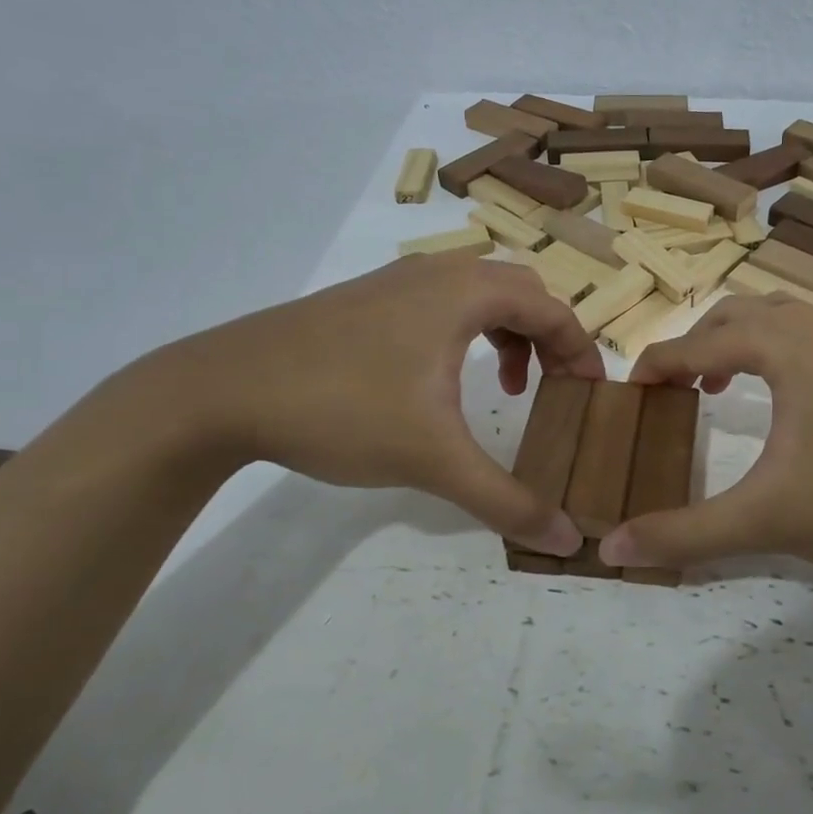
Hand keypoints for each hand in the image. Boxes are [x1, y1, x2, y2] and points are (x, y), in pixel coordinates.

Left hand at [135, 253, 604, 554]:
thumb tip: (568, 539)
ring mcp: (396, 282)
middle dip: (549, 339)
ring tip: (504, 387)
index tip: (591, 396)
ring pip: (479, 294)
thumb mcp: (432, 459)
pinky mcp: (365, 301)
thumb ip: (506, 499)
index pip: (553, 309)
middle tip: (555, 389)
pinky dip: (466, 334)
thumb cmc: (341, 408)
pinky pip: (441, 304)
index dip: (582, 351)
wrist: (221, 390)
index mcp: (465, 293)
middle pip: (521, 292)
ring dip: (507, 335)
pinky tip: (441, 382)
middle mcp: (437, 273)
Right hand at [601, 296, 812, 580]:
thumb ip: (686, 533)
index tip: (630, 389)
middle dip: (698, 343)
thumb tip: (613, 548)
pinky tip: (792, 392)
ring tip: (728, 384)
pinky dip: (783, 345)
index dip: (657, 363)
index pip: (698, 343)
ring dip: (743, 338)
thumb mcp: (768, 520)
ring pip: (781, 314)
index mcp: (783, 346)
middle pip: (738, 313)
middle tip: (680, 389)